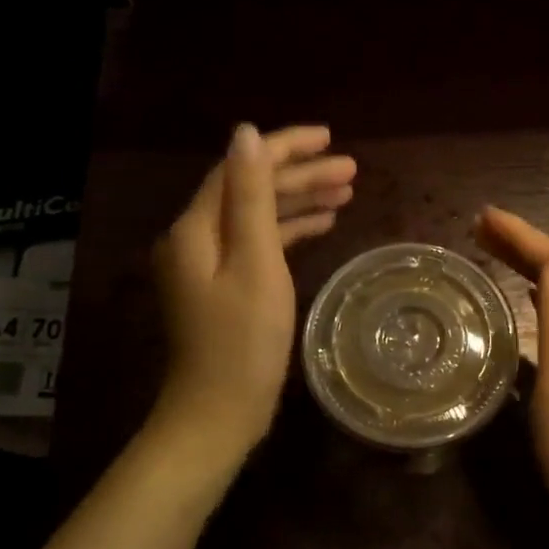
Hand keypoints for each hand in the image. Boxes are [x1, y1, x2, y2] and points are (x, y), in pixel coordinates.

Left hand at [152, 124, 355, 472]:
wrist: (219, 414)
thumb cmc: (243, 341)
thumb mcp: (255, 263)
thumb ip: (253, 196)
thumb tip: (246, 134)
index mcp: (196, 228)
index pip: (241, 168)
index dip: (285, 148)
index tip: (330, 138)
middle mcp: (197, 238)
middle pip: (251, 190)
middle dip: (301, 176)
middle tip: (351, 169)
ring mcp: (209, 264)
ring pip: (258, 217)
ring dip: (300, 202)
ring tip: (347, 192)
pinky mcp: (225, 287)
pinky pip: (259, 244)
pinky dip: (290, 232)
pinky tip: (323, 225)